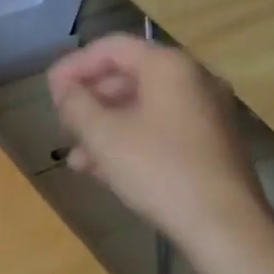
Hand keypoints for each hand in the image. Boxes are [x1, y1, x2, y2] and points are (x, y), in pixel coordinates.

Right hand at [47, 35, 270, 246]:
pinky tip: (104, 170)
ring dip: (104, 125)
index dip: (74, 65)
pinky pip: (159, 129)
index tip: (49, 90)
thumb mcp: (103, 135)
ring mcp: (206, 113)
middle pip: (128, 75)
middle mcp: (193, 80)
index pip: (112, 47)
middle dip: (89, 99)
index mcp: (169, 67)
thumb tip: (64, 89)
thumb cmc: (158, 169)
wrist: (224, 226)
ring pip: (142, 107)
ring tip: (76, 156)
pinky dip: (129, 140)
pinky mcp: (210, 144)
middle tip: (62, 122)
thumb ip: (76, 104)